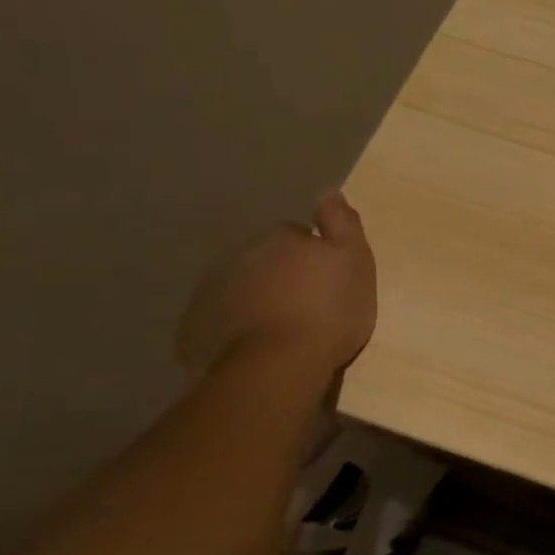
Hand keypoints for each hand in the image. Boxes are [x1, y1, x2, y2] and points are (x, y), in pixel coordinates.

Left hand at [178, 192, 376, 378]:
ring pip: (246, 286)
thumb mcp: (355, 260)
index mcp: (283, 238)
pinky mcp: (199, 324)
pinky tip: (259, 343)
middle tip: (310, 304)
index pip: (299, 235)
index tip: (329, 279)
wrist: (279, 363)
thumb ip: (342, 223)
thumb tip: (328, 191)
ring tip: (285, 327)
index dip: (316, 255)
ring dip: (262, 298)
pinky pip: (225, 316)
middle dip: (286, 275)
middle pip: (269, 259)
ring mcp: (217, 289)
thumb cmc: (329, 308)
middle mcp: (244, 254)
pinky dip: (239, 324)